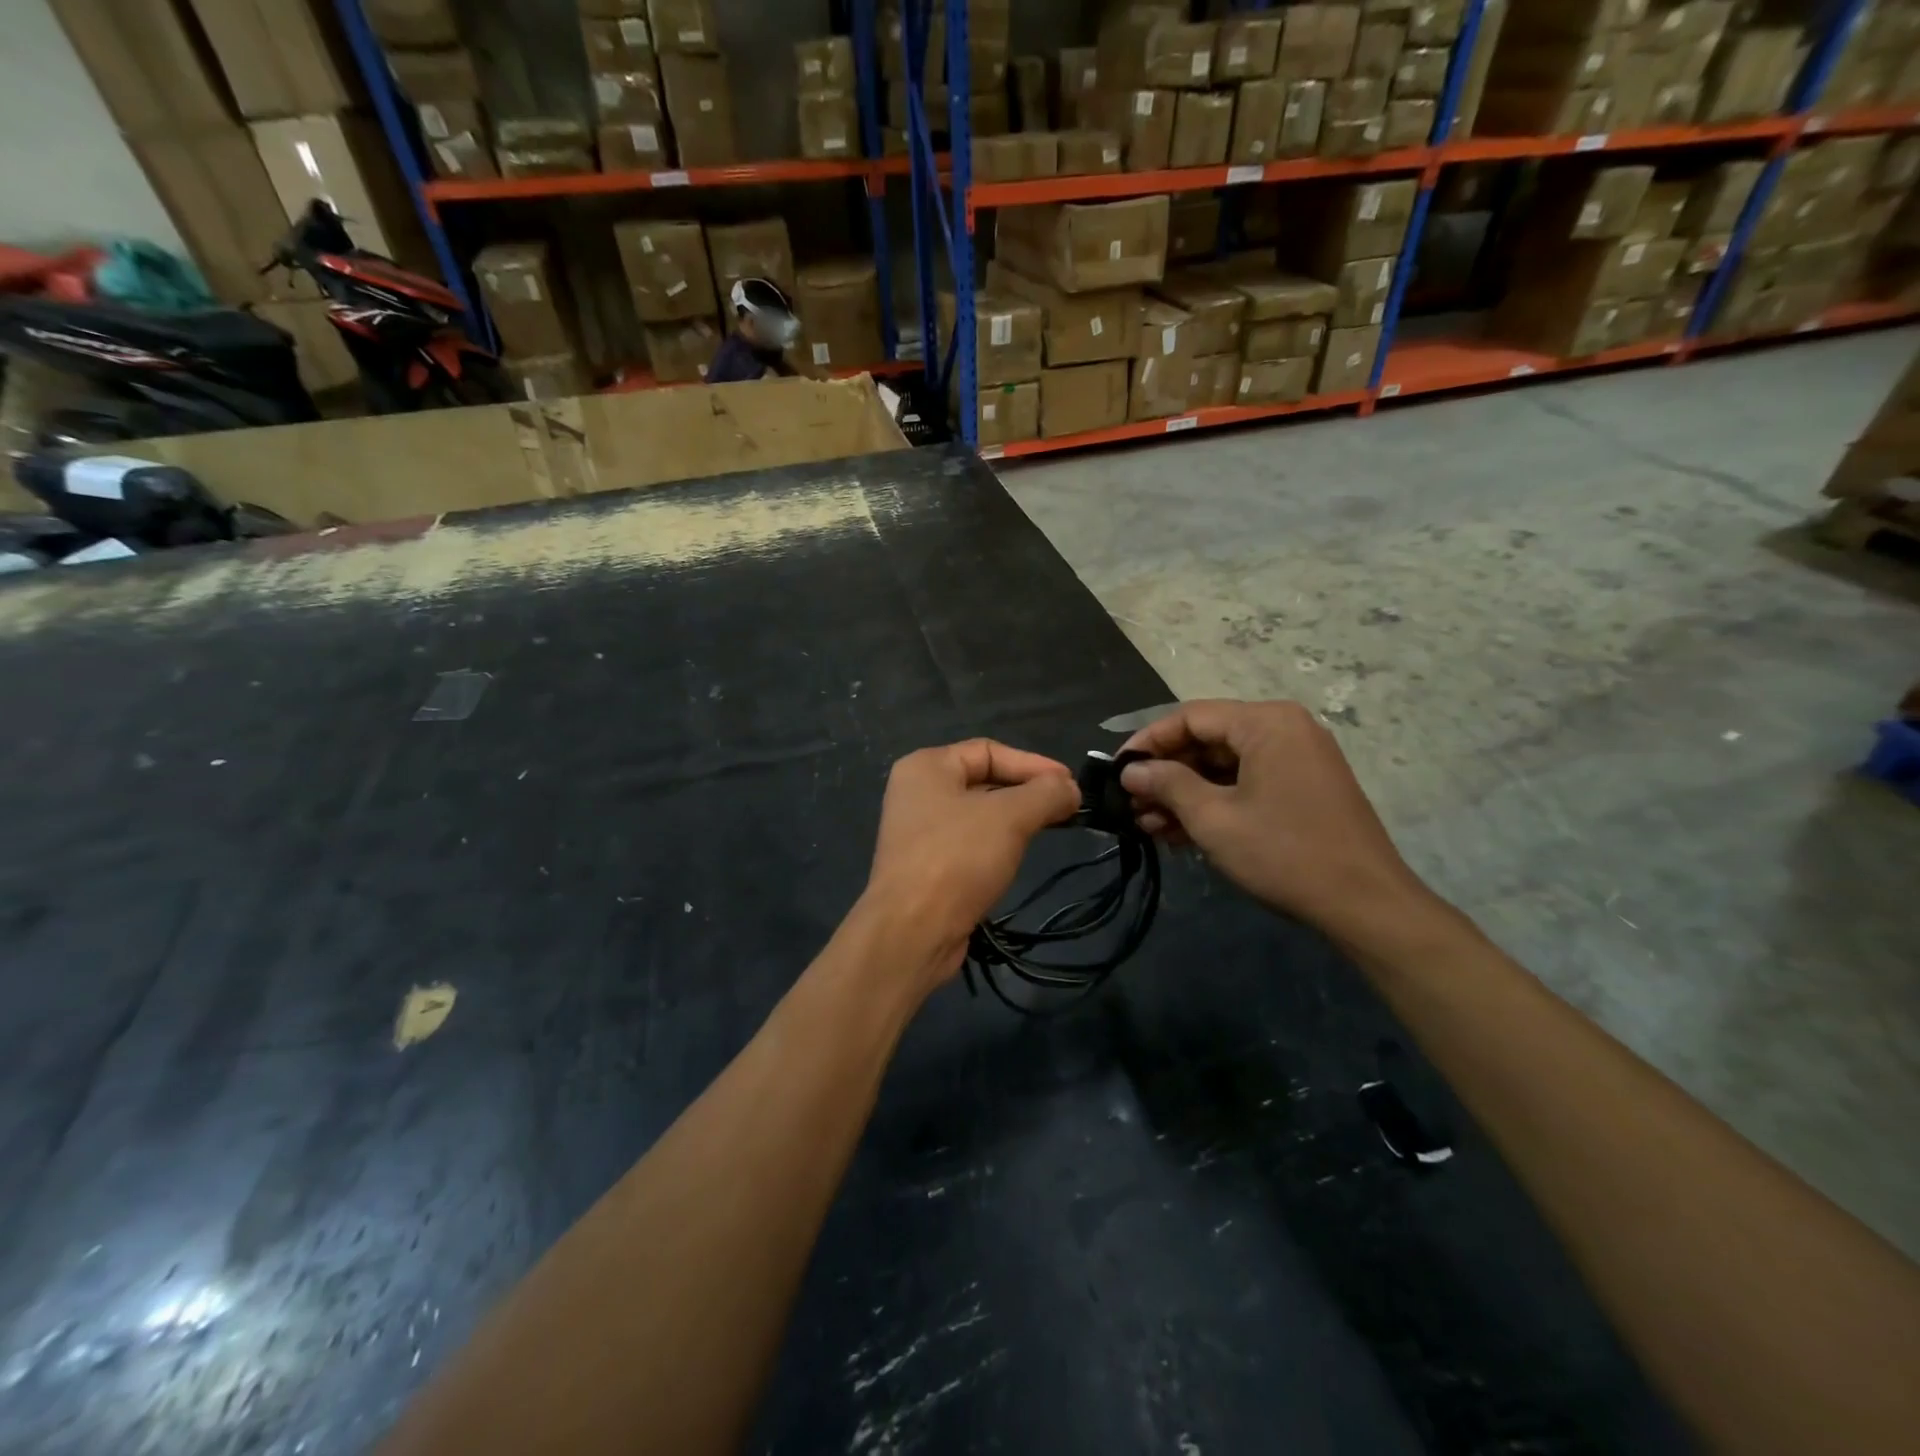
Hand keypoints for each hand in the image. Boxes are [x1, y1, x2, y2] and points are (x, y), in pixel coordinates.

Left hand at [862, 740, 1080, 987]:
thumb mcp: (1010, 817)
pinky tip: (1019, 855)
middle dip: (1027, 792)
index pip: (989, 750)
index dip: (1033, 764)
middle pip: (984, 780)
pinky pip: (970, 842)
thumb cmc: (957, 858)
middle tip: (1068, 808)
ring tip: (1052, 828)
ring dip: (1016, 819)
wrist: (912, 931)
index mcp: (926, 766)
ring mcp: (919, 831)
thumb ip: (1046, 793)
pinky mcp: (927, 865)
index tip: (1071, 786)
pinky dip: (998, 844)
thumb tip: (1071, 788)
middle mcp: (918, 792)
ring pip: (979, 814)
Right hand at [1119, 700, 1435, 951]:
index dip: (1147, 742)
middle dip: (1166, 774)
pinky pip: (1245, 783)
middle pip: (1207, 740)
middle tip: (1131, 805)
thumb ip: (1167, 784)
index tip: (1117, 771)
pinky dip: (1213, 803)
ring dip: (1184, 794)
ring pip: (1223, 765)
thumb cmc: (1283, 852)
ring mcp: (1296, 759)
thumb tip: (1130, 771)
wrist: (1364, 904)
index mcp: (1265, 722)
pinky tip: (1179, 832)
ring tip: (1149, 825)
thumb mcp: (1213, 817)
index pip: (1190, 717)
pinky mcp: (1301, 788)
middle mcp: (1283, 729)